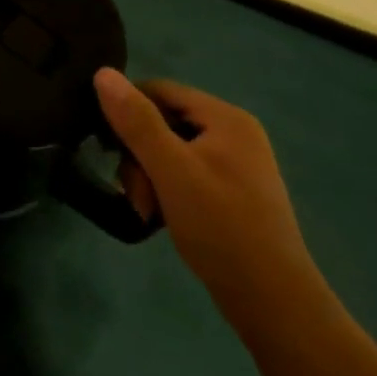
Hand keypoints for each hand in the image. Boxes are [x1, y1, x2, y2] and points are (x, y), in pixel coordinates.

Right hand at [95, 68, 324, 324]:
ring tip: (147, 211)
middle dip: (139, 155)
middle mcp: (234, 133)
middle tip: (135, 193)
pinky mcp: (233, 192)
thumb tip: (102, 72)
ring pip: (170, 150)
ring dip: (149, 176)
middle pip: (164, 122)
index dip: (128, 112)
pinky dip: (167, 189)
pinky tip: (161, 215)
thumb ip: (136, 120)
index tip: (110, 149)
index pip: (160, 90)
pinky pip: (186, 173)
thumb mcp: (170, 169)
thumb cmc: (221, 227)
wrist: (274, 303)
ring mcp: (236, 164)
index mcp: (226, 118)